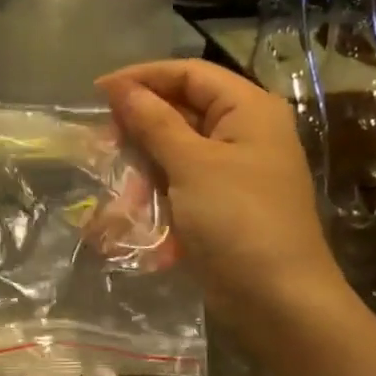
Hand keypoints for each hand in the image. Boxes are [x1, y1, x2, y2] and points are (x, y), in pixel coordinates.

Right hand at [98, 60, 344, 322]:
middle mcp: (243, 132)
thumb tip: (119, 87)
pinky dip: (154, 190)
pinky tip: (131, 210)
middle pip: (180, 109)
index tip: (97, 93)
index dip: (142, 77)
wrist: (278, 301)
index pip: (189, 73)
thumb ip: (154, 122)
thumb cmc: (239, 221)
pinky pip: (179, 181)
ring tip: (116, 186)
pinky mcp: (220, 202)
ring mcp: (232, 169)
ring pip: (174, 149)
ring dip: (142, 165)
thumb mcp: (192, 165)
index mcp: (248, 109)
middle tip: (100, 143)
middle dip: (138, 126)